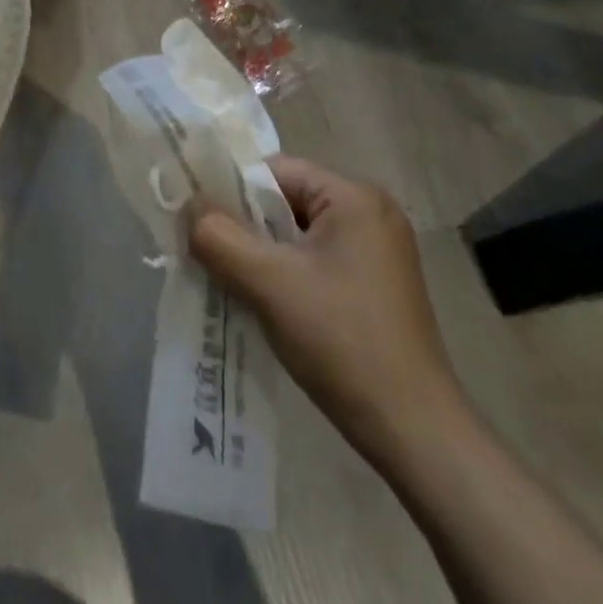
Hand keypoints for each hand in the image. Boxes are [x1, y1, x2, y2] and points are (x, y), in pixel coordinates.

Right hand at [186, 156, 467, 468]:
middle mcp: (371, 214)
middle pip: (285, 202)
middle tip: (206, 253)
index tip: (197, 220)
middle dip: (244, 226)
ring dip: (260, 254)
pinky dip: (283, 274)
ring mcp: (377, 252)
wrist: (413, 432)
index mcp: (354, 198)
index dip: (231, 191)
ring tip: (228, 280)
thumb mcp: (268, 283)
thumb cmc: (341, 342)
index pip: (275, 171)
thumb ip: (219, 236)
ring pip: (296, 235)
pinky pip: (313, 261)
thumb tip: (189, 205)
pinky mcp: (375, 286)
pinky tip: (263, 302)